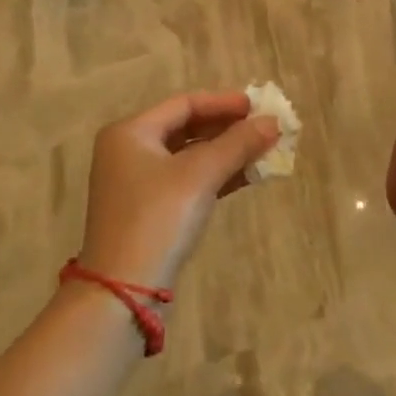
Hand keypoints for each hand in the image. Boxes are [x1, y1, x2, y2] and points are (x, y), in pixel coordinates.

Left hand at [77, 91, 280, 290]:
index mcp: (131, 132)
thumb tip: (273, 121)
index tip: (258, 106)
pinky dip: (215, 175)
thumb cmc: (158, 218)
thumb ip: (237, 144)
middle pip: (186, 128)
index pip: (184, 104)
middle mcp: (129, 151)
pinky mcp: (149, 211)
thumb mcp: (200, 175)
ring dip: (226, 152)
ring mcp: (137, 183)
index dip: (223, 103)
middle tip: (264, 127)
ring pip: (189, 156)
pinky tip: (246, 176)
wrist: (123, 292)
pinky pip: (187, 180)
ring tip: (263, 150)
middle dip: (227, 128)